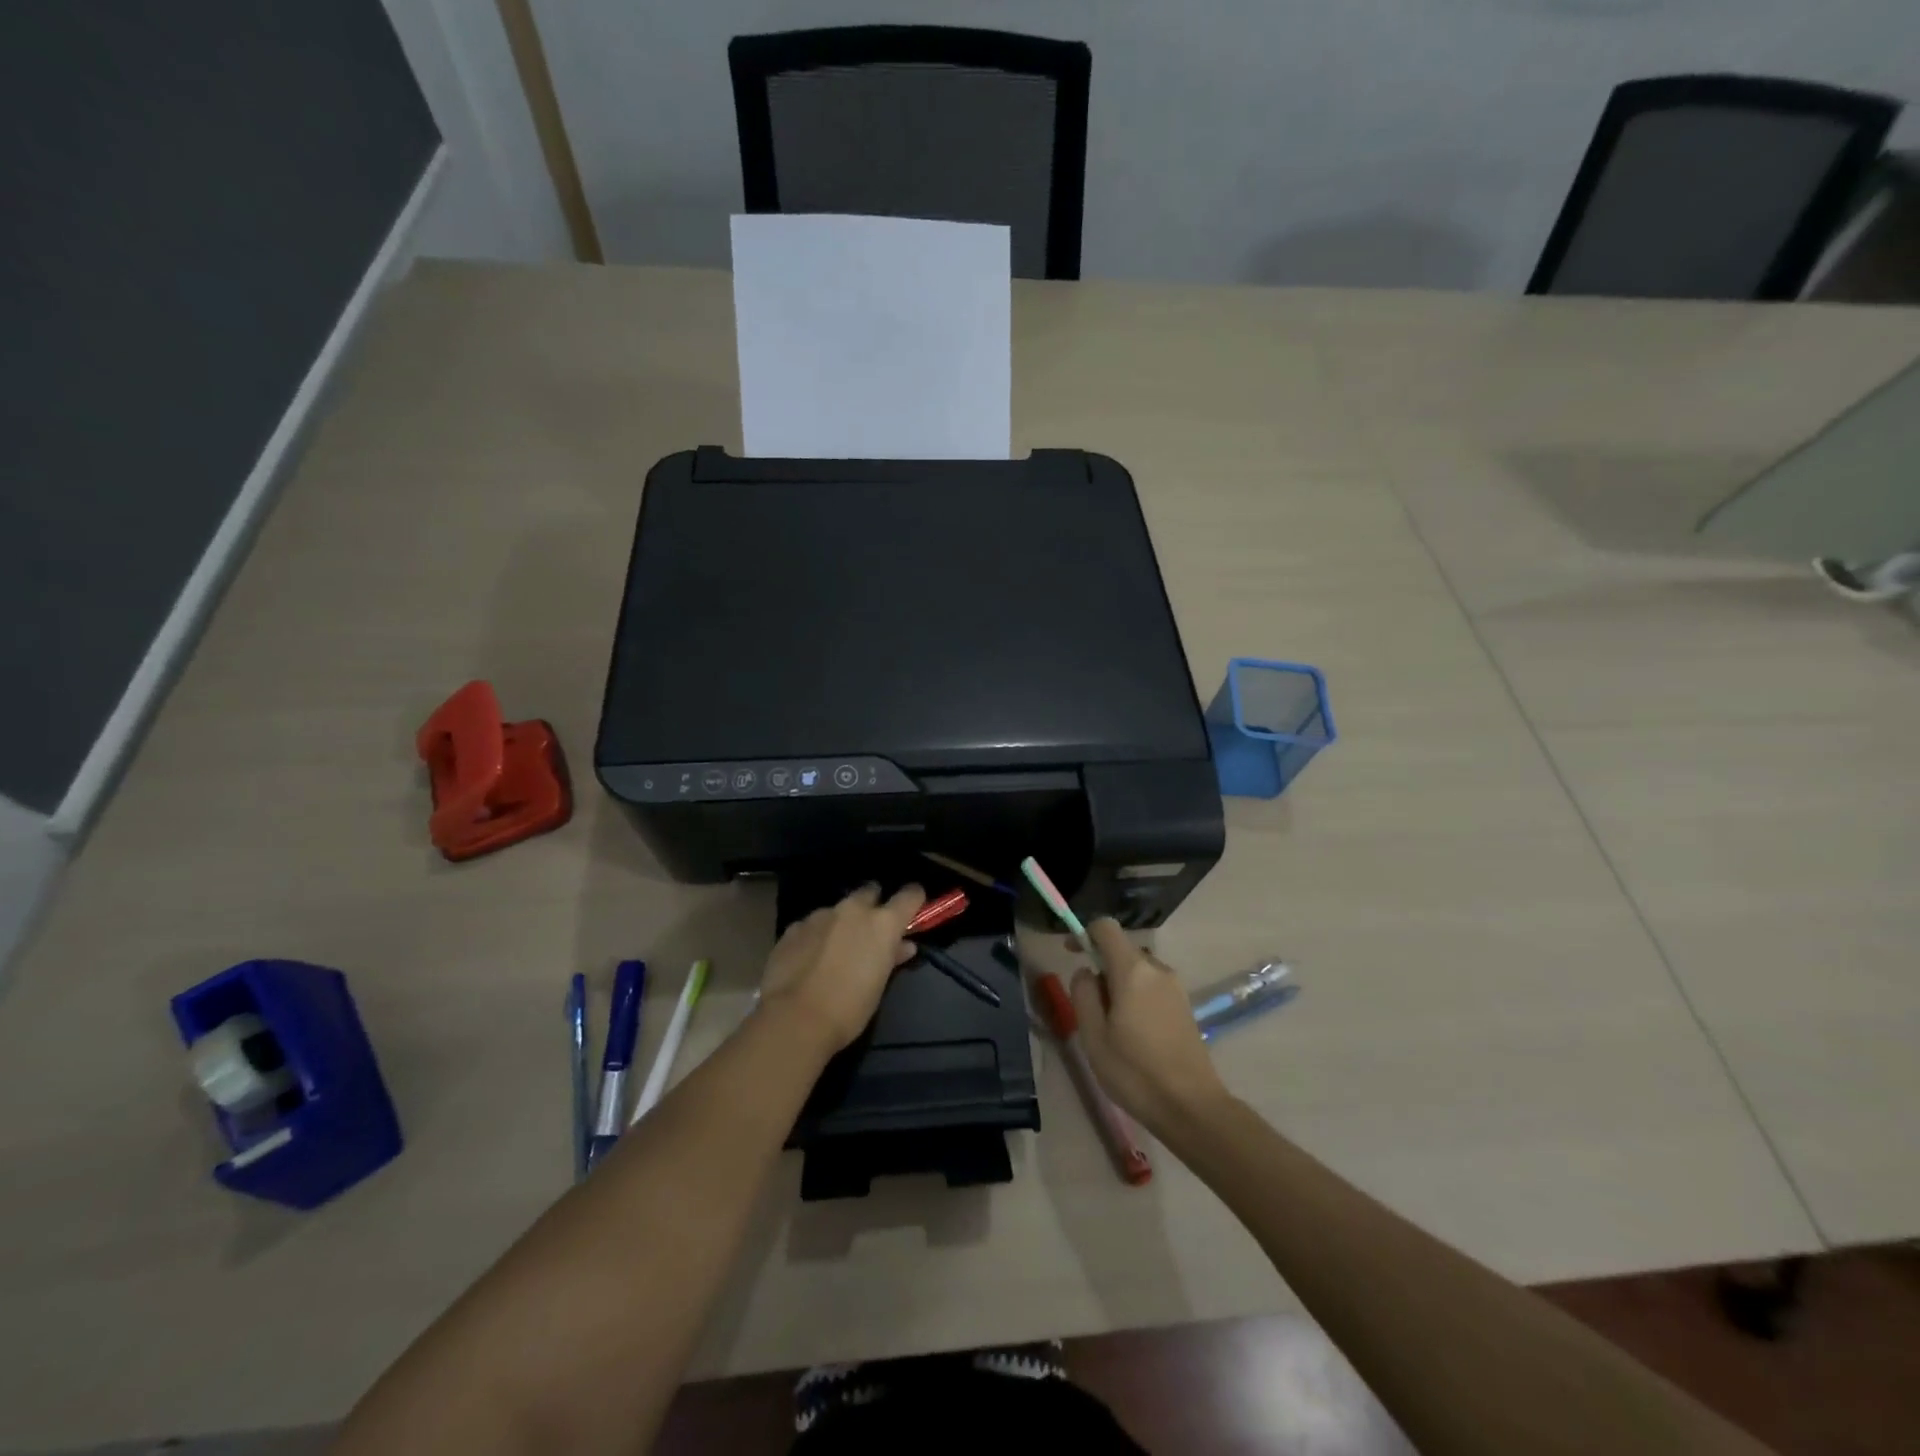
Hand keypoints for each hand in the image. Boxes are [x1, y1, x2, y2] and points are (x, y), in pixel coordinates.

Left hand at [759, 883, 925, 1053]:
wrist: (795, 1019)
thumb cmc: (849, 1008)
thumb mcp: (879, 985)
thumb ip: (892, 957)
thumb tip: (904, 946)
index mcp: (882, 923)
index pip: (909, 895)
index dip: (913, 898)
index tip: (914, 906)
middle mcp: (853, 910)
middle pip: (870, 891)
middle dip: (873, 904)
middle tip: (870, 928)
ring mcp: (820, 915)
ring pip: (838, 909)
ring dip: (842, 922)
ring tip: (836, 949)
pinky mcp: (794, 927)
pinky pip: (812, 924)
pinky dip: (817, 935)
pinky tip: (810, 957)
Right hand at [1070, 919, 1230, 1136]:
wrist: (1192, 1107)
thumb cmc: (1135, 1072)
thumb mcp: (1093, 1036)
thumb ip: (1083, 994)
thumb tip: (1086, 972)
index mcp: (1133, 970)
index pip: (1106, 927)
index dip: (1084, 933)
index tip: (1070, 953)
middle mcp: (1157, 969)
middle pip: (1122, 950)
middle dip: (1101, 967)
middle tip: (1089, 1007)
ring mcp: (1175, 987)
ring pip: (1138, 970)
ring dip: (1119, 984)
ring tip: (1110, 1026)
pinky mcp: (1185, 1005)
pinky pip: (1152, 986)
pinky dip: (1136, 995)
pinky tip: (1133, 1033)